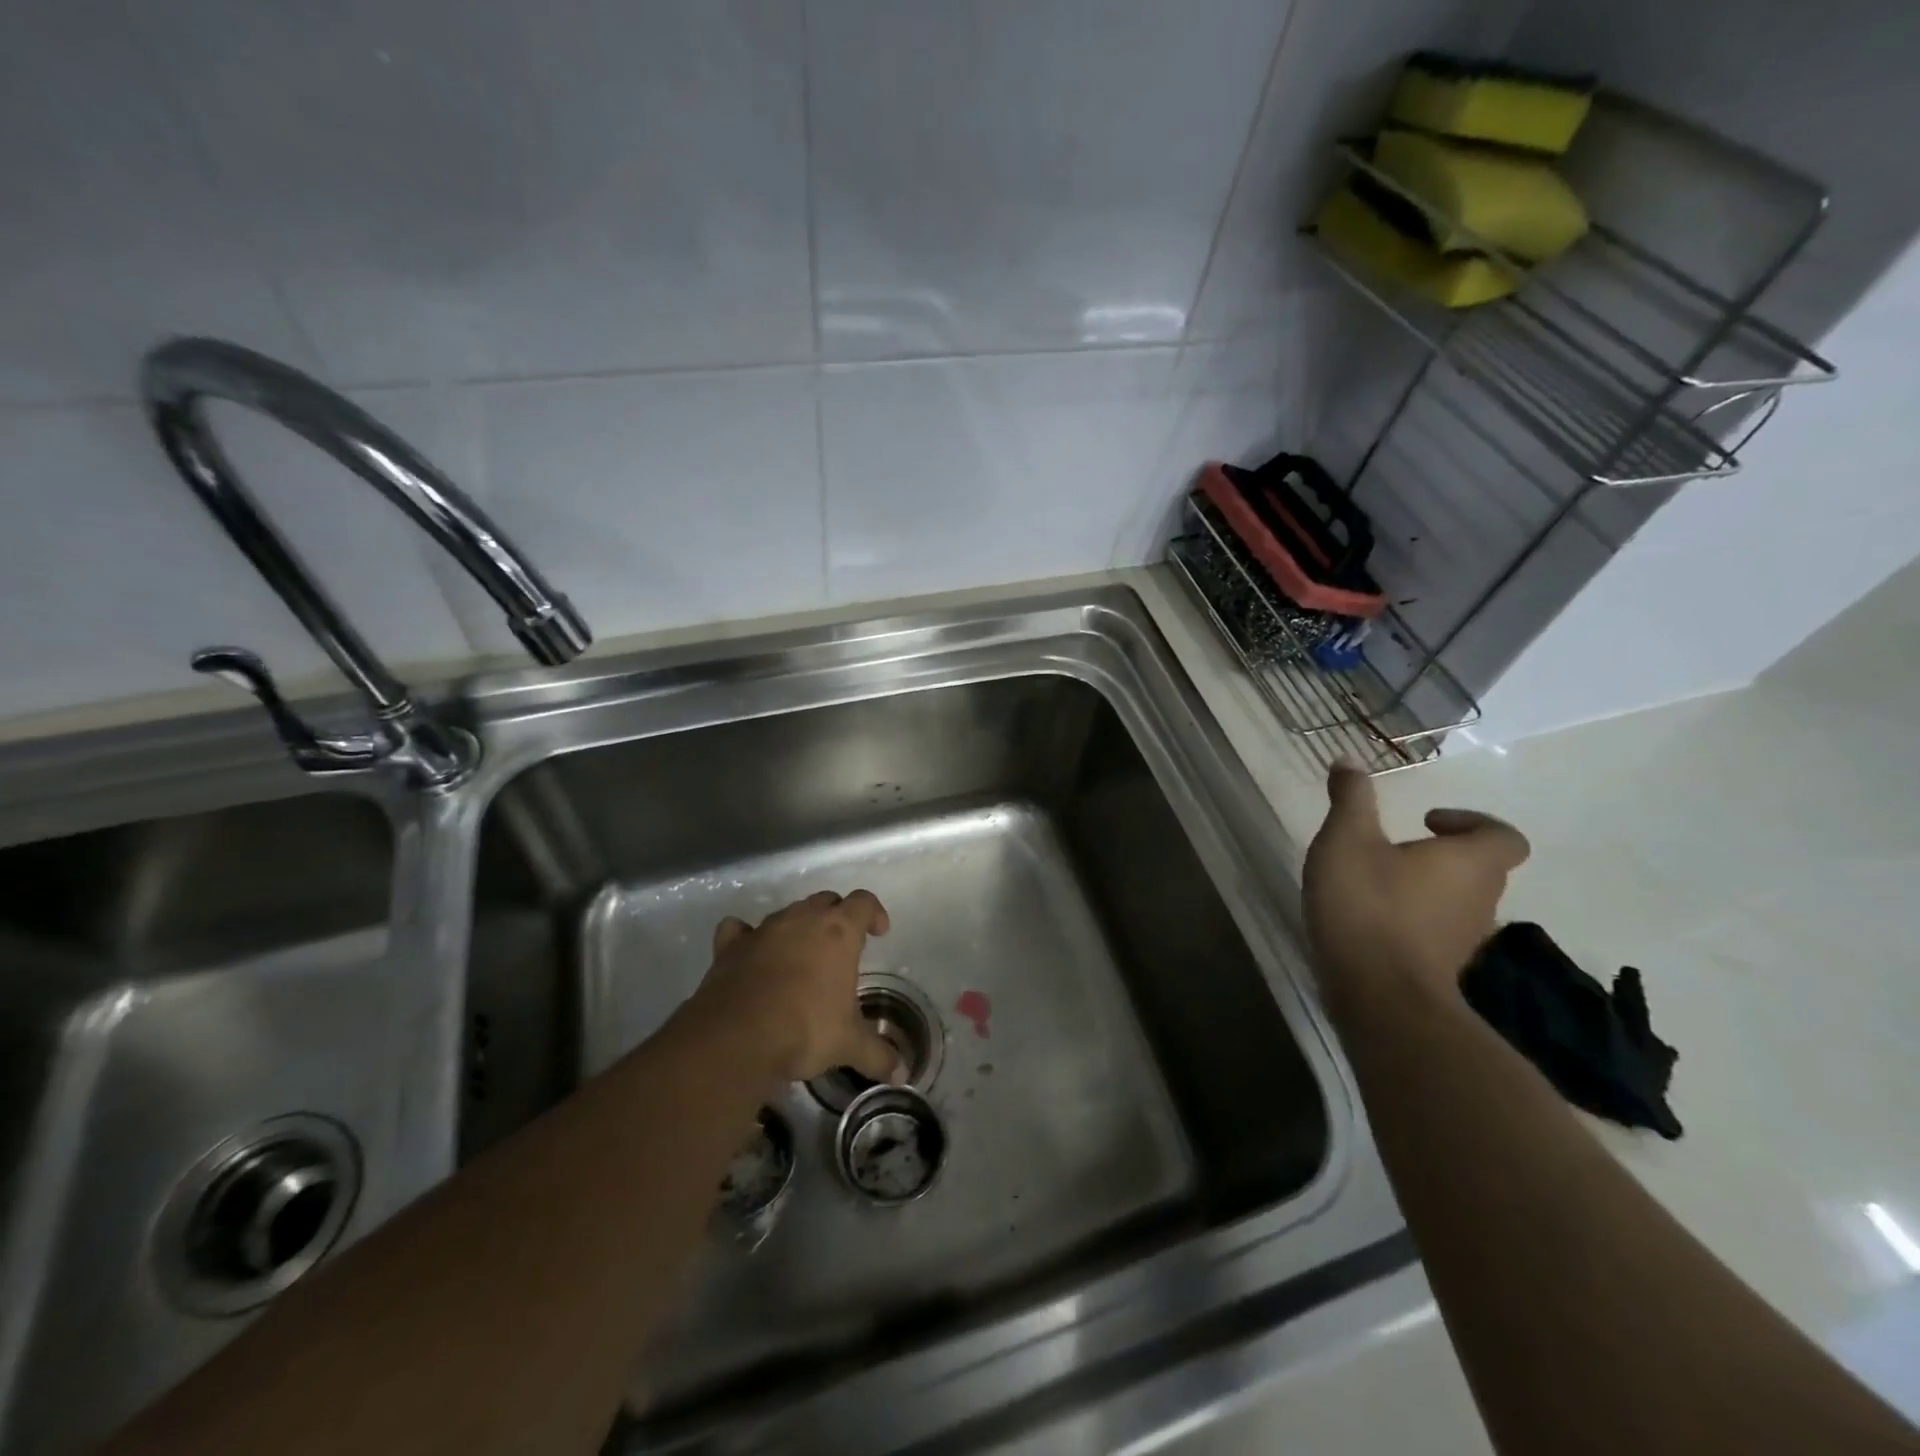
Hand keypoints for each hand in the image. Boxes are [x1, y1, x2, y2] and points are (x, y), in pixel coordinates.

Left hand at [683, 889, 901, 1084]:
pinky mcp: (730, 947)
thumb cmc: (806, 1028)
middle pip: (825, 901)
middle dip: (836, 917)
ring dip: (797, 928)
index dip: (874, 913)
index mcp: (838, 931)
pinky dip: (746, 937)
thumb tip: (901, 1074)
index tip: (879, 933)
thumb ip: (877, 1054)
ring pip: (786, 913)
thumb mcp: (848, 1044)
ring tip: (800, 958)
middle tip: (841, 949)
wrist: (738, 1037)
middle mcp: (802, 919)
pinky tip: (750, 954)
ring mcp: (763, 929)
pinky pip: (739, 930)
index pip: (863, 902)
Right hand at [1303, 764, 1529, 1003]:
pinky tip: (1369, 917)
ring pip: (1457, 902)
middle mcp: (1481, 900)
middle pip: (1480, 869)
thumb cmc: (1368, 904)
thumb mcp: (1347, 840)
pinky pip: (1436, 931)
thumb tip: (1348, 760)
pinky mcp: (1441, 968)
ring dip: (1426, 887)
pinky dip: (1413, 919)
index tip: (1425, 821)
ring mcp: (1464, 940)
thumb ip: (1351, 799)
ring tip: (1374, 881)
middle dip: (1440, 854)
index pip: (1504, 836)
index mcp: (1469, 863)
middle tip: (1392, 848)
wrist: (1377, 994)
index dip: (1471, 822)